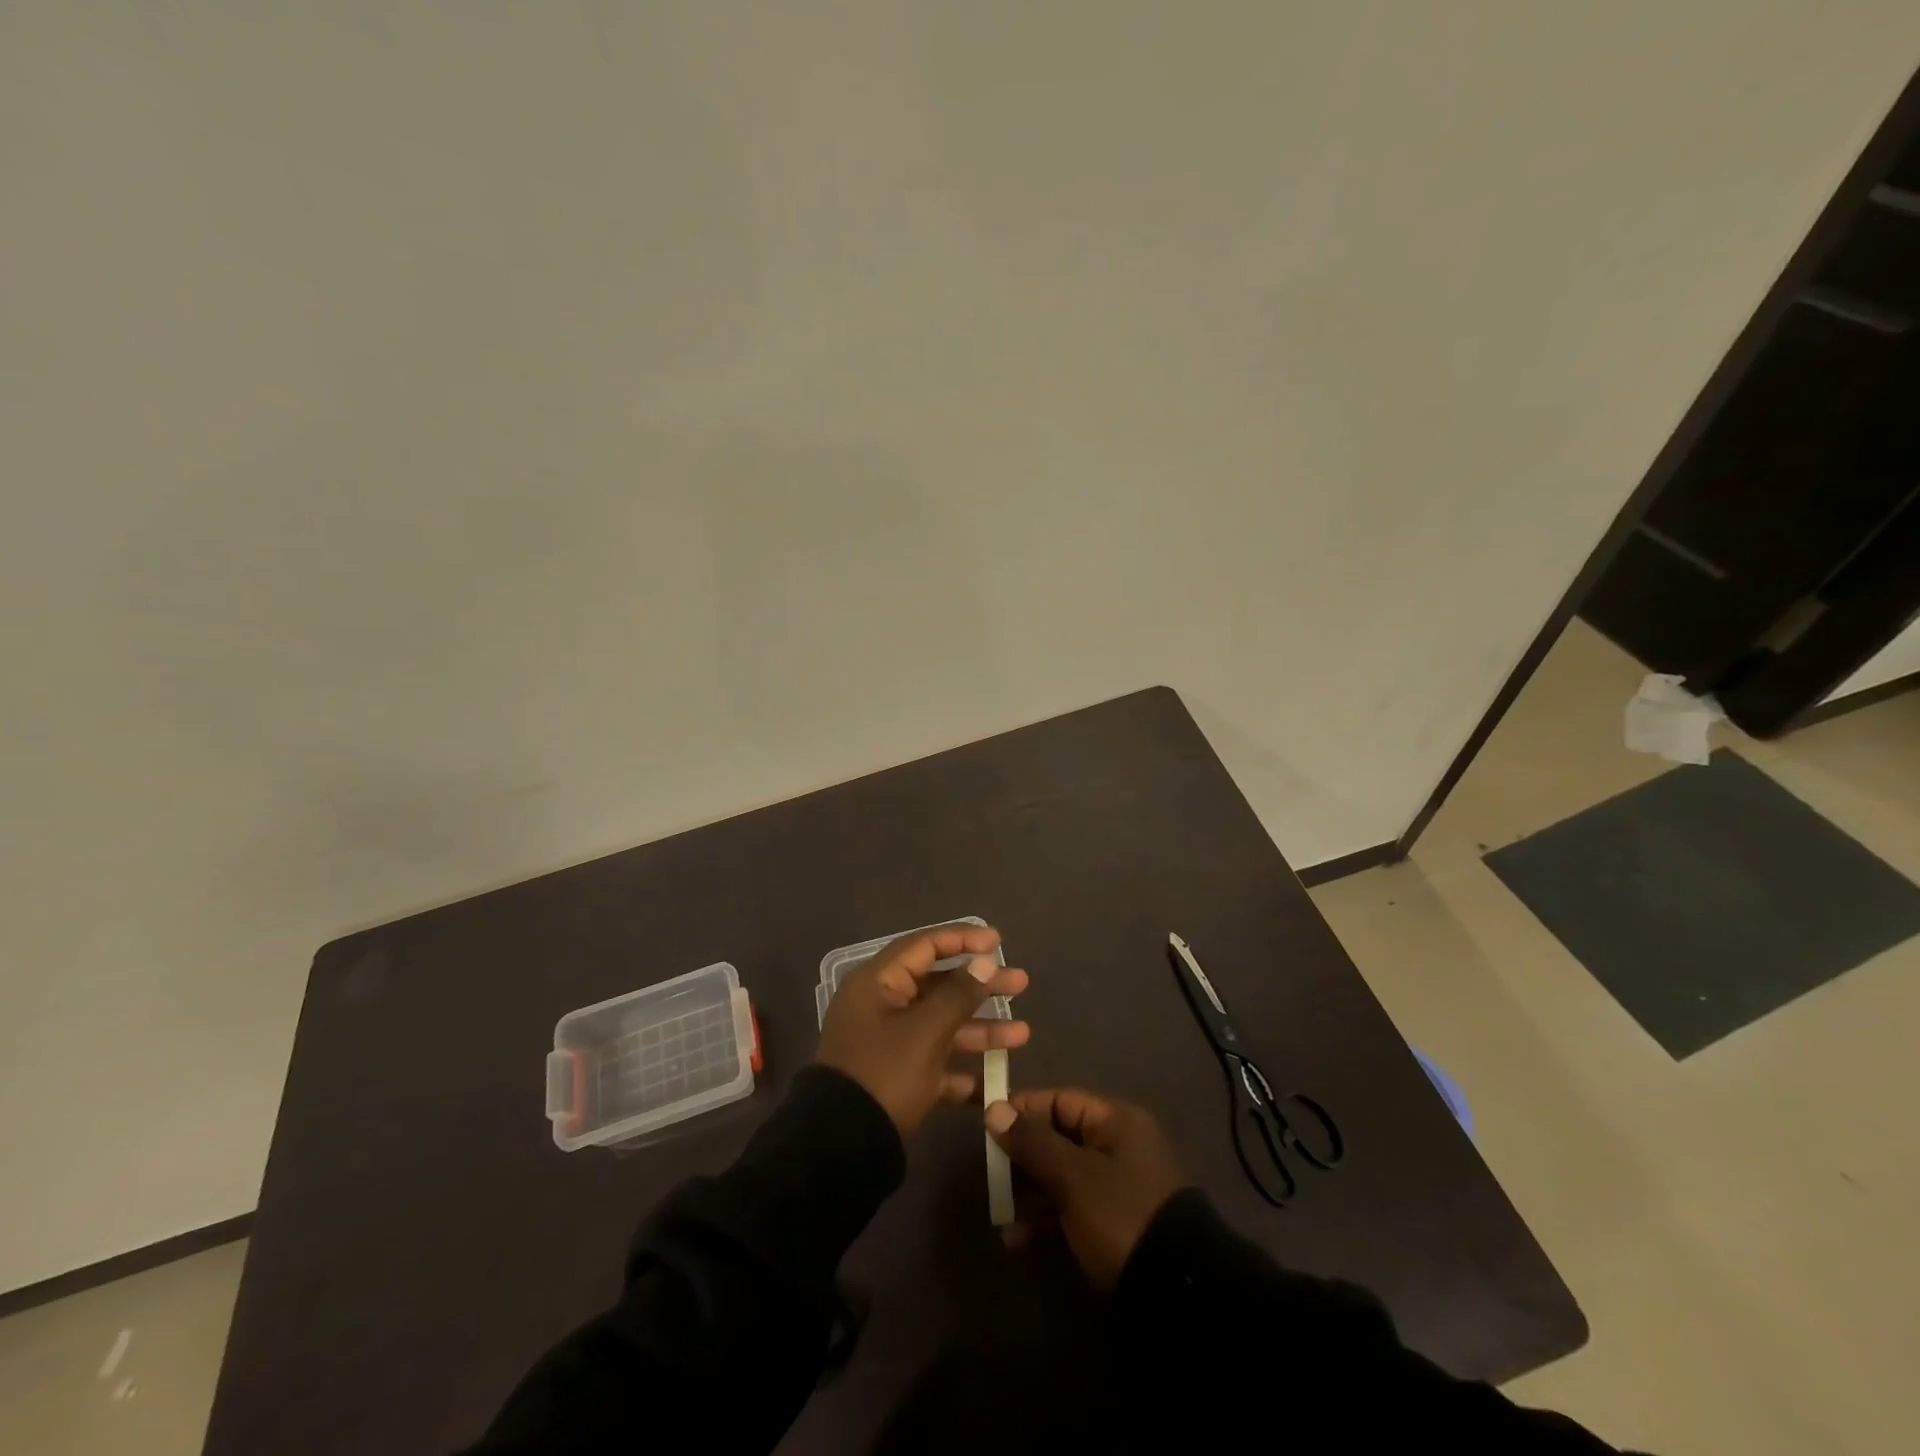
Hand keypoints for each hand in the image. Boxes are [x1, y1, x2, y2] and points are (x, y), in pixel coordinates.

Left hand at [814, 923, 1029, 1134]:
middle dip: (981, 986)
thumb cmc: (884, 1074)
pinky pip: (935, 1061)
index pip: (925, 945)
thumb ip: (959, 994)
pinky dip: (962, 1068)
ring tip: (1023, 1034)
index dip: (963, 939)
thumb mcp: (926, 1031)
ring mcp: (889, 1042)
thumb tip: (985, 961)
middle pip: (938, 984)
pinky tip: (995, 1081)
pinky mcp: (896, 1076)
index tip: (999, 942)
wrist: (841, 1148)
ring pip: (941, 1024)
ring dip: (980, 1028)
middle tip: (1021, 984)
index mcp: (878, 982)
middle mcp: (882, 1005)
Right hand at [985, 1088, 1187, 1290]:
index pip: (1060, 1101)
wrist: (1175, 1293)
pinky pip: (1070, 1209)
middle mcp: (1117, 1146)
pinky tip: (1017, 1241)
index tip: (987, 1126)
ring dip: (1028, 1193)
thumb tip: (995, 1109)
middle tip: (991, 1176)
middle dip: (1021, 1157)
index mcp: (1115, 1122)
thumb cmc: (1120, 1215)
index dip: (1022, 1110)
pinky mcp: (1113, 1224)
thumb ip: (1032, 1142)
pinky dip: (1045, 1220)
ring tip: (1001, 1216)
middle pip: (1058, 1138)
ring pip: (1061, 1176)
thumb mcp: (1072, 1176)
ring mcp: (1117, 1187)